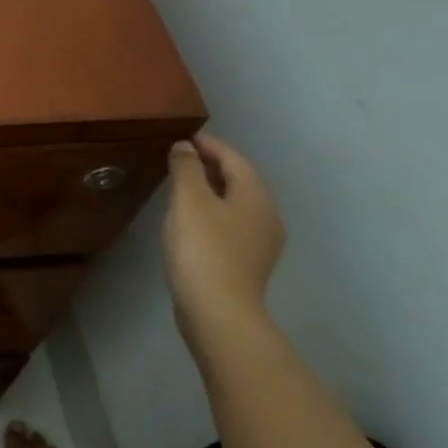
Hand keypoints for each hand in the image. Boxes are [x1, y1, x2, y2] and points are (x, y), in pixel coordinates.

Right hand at [162, 133, 285, 355]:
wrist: (218, 310)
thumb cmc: (203, 248)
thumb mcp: (188, 200)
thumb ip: (187, 168)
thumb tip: (186, 147)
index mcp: (256, 196)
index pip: (235, 159)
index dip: (210, 145)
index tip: (184, 137)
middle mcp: (266, 216)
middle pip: (240, 180)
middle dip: (213, 165)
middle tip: (181, 157)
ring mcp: (261, 242)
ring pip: (236, 203)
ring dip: (212, 189)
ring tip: (183, 185)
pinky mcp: (247, 262)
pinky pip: (232, 223)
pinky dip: (213, 210)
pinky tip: (192, 218)